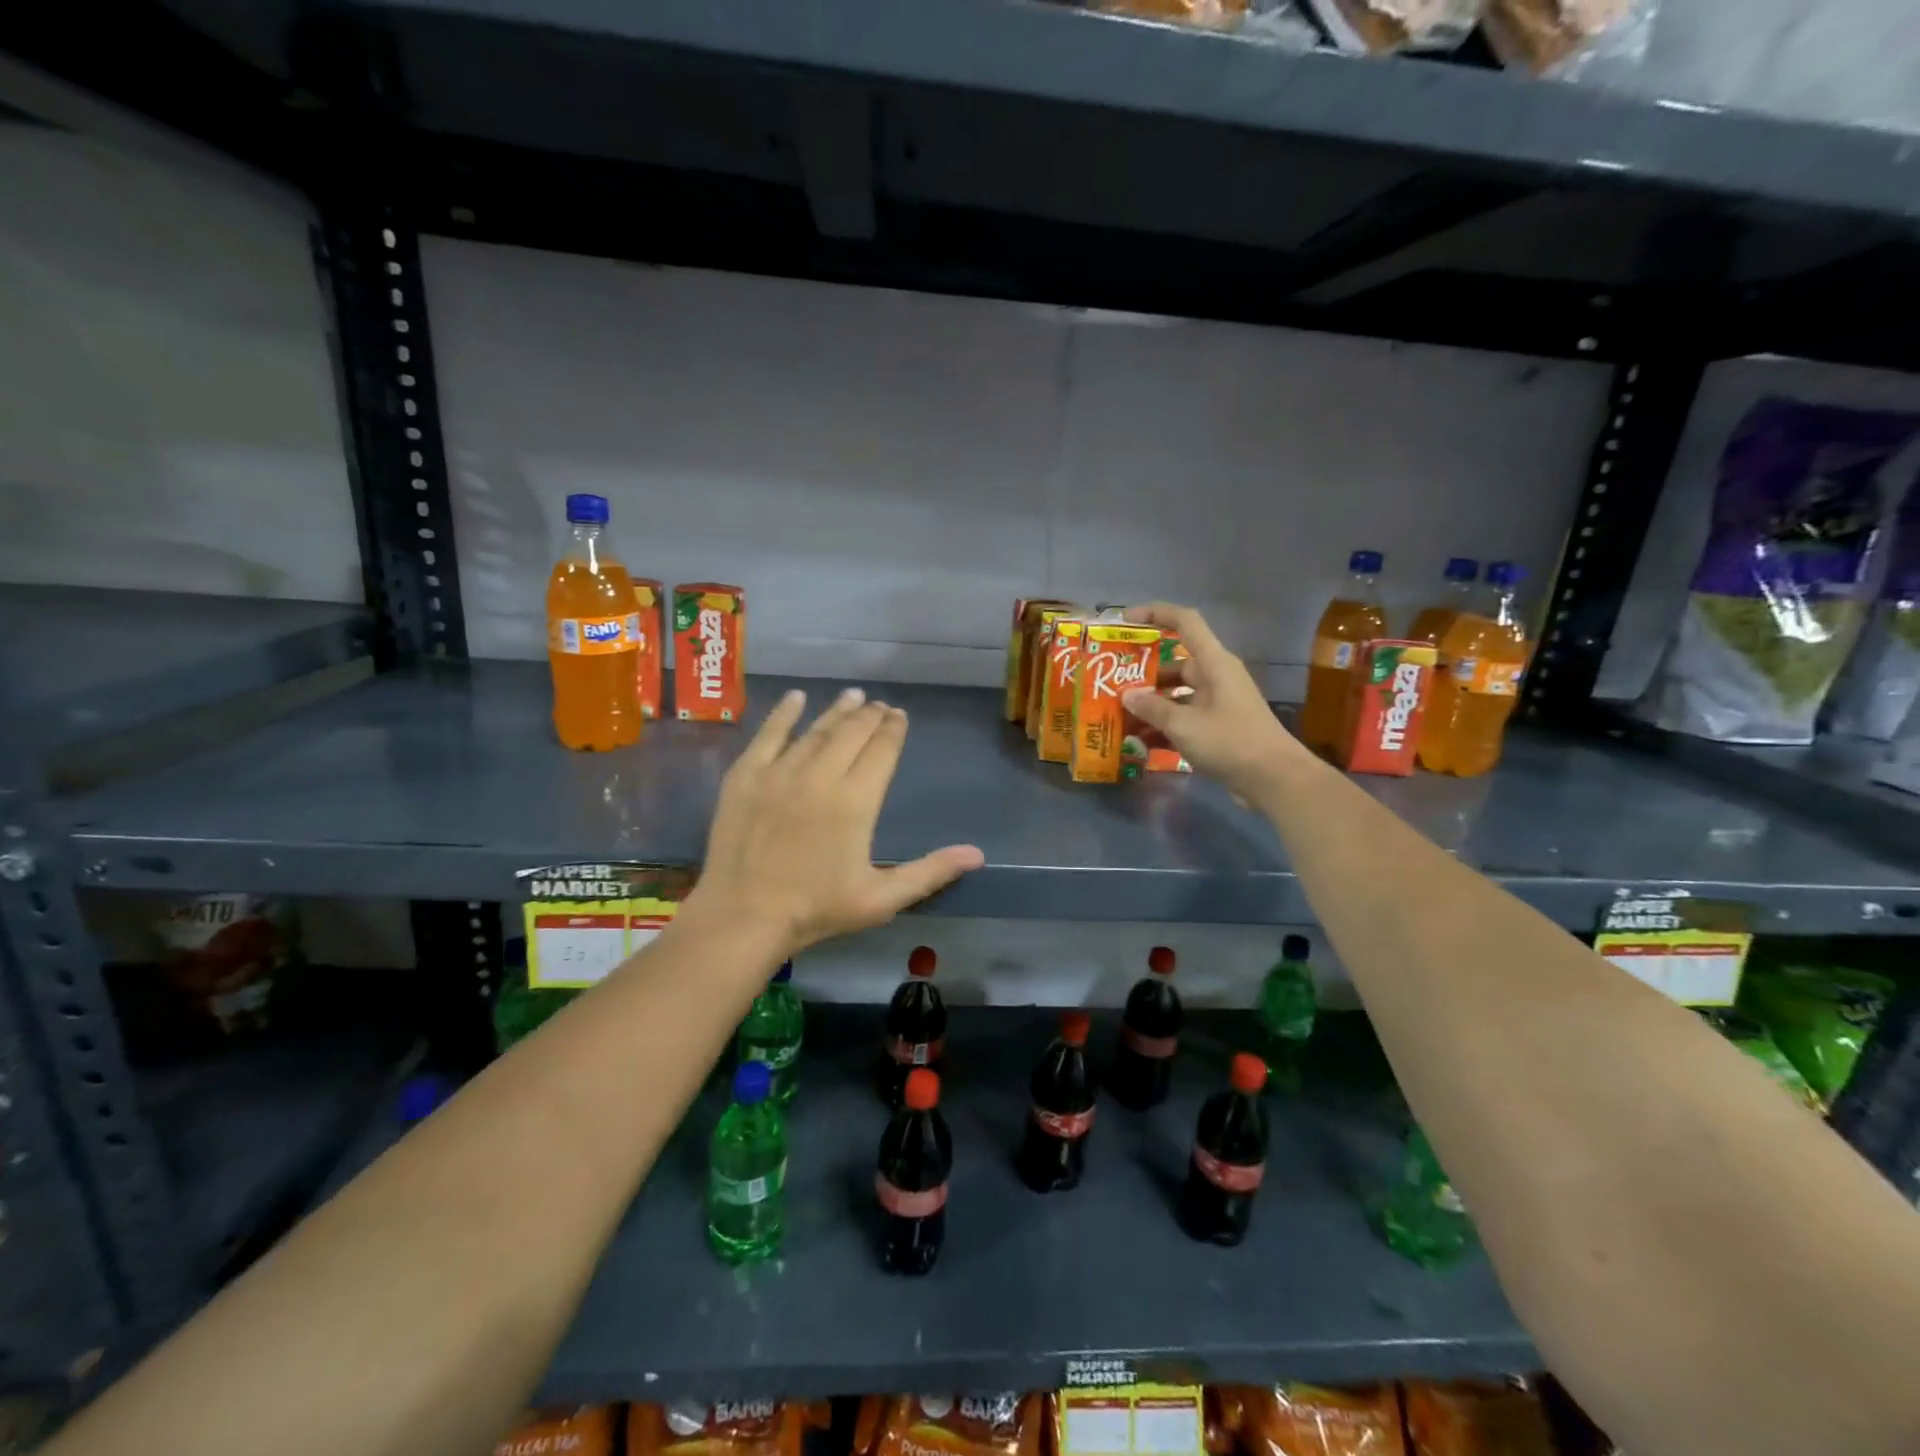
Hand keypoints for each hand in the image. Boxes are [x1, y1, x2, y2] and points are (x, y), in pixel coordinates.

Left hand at [686, 687, 985, 957]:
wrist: (743, 916)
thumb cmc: (816, 909)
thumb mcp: (881, 898)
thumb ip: (930, 872)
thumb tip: (977, 855)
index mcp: (856, 801)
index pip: (882, 750)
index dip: (893, 730)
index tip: (899, 716)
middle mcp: (821, 775)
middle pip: (851, 733)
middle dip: (870, 716)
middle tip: (879, 706)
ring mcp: (780, 772)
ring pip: (816, 730)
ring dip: (837, 711)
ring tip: (852, 696)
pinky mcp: (746, 776)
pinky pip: (769, 734)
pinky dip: (784, 713)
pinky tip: (796, 698)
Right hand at [1121, 603, 1312, 801]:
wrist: (1274, 780)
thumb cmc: (1231, 742)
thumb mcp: (1184, 724)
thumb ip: (1153, 708)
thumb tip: (1127, 695)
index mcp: (1213, 663)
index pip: (1185, 622)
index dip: (1155, 613)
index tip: (1125, 620)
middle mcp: (1215, 676)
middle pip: (1174, 663)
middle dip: (1143, 673)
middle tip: (1111, 684)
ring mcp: (1217, 702)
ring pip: (1176, 693)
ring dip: (1150, 703)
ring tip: (1118, 715)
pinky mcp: (1217, 726)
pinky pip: (1184, 716)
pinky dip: (1163, 725)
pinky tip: (1139, 741)